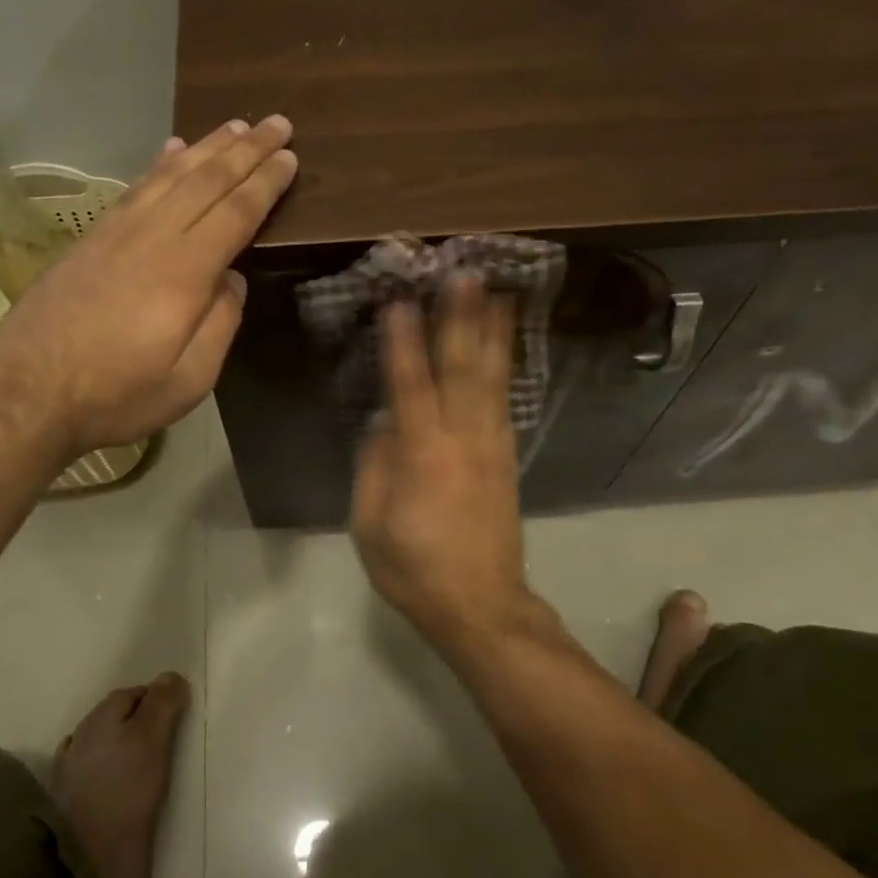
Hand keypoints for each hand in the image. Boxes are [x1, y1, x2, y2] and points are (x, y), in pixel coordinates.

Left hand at [0, 116, 296, 454]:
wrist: (25, 393)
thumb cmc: (116, 394)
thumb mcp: (189, 380)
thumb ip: (220, 324)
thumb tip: (233, 280)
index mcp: (184, 272)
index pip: (236, 213)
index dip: (265, 183)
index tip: (290, 157)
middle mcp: (153, 237)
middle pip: (207, 181)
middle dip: (246, 149)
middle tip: (277, 123)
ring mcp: (117, 232)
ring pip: (170, 175)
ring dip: (207, 147)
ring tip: (235, 125)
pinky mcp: (92, 238)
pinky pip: (136, 187)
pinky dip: (160, 163)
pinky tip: (173, 149)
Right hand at [350, 276, 533, 647]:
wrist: (481, 606)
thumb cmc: (414, 569)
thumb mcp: (370, 525)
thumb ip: (374, 467)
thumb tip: (383, 422)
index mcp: (423, 457)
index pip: (410, 387)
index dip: (403, 342)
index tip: (398, 299)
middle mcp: (463, 440)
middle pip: (462, 369)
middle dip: (461, 318)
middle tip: (465, 272)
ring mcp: (492, 446)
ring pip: (492, 378)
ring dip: (492, 331)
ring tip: (498, 290)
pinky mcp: (507, 456)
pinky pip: (504, 399)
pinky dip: (505, 365)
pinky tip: (504, 343)